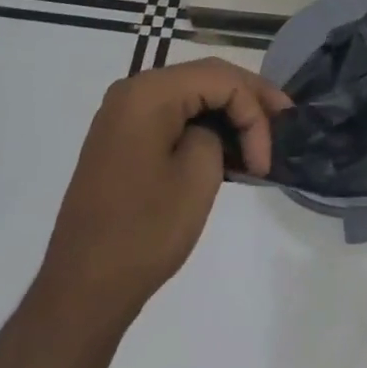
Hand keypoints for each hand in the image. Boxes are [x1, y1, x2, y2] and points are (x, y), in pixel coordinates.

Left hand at [37, 59, 291, 327]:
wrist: (82, 289)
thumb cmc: (144, 231)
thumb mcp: (198, 176)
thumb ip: (217, 134)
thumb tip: (214, 131)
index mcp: (149, 92)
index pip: (220, 79)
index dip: (254, 111)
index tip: (267, 161)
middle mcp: (133, 90)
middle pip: (205, 78)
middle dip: (247, 99)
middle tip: (284, 121)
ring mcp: (123, 114)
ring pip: (190, 95)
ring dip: (227, 111)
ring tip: (262, 136)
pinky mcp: (122, 138)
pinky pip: (171, 115)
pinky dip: (202, 125)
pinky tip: (228, 145)